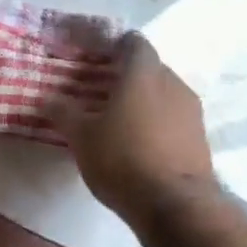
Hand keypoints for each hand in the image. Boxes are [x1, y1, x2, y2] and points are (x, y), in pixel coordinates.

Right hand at [49, 33, 215, 219]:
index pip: (132, 42)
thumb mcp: (81, 137)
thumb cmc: (122, 159)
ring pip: (162, 93)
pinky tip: (137, 143)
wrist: (175, 204)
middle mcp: (173, 83)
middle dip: (124, 75)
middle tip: (98, 90)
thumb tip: (47, 99)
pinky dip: (155, 122)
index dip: (112, 45)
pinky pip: (173, 118)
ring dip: (141, 100)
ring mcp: (191, 111)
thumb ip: (63, 113)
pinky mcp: (199, 137)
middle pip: (148, 67)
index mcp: (143, 73)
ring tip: (116, 119)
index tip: (93, 57)